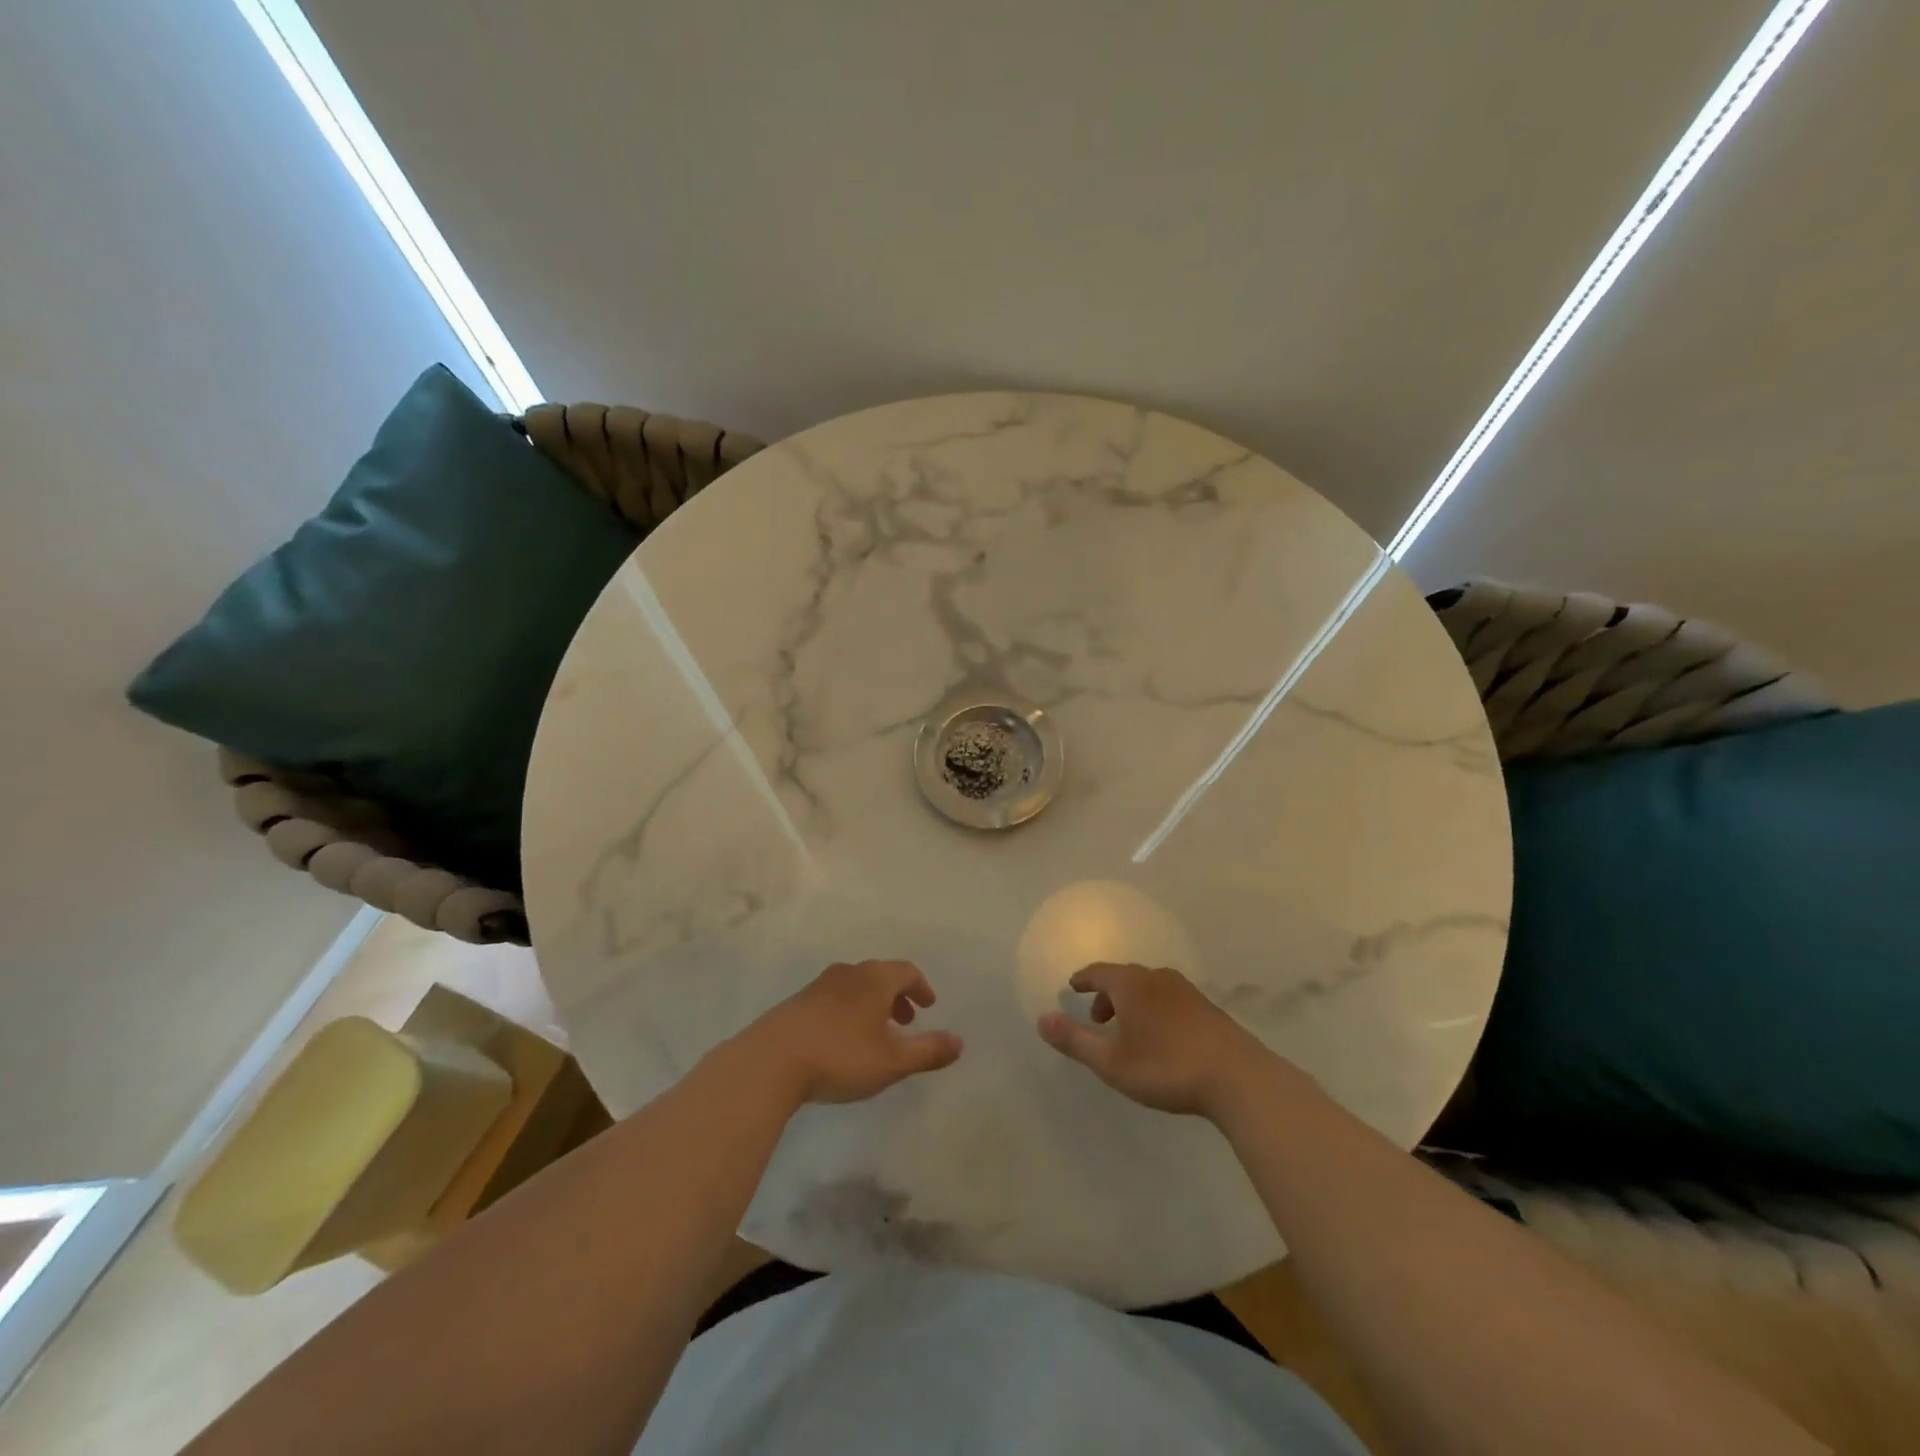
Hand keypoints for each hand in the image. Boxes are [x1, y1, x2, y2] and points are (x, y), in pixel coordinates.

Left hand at [740, 960, 963, 1106]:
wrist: (771, 1061)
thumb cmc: (841, 1056)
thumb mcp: (893, 1061)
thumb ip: (928, 1051)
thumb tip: (959, 1041)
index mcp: (875, 979)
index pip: (906, 971)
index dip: (921, 987)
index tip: (928, 1006)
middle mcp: (848, 974)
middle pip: (880, 976)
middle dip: (897, 996)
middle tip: (906, 1021)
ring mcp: (818, 986)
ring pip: (854, 987)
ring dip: (871, 1004)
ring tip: (874, 1033)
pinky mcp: (796, 1004)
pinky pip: (833, 999)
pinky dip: (847, 1011)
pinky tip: (841, 1040)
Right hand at [1037, 962, 1276, 1118]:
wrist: (1237, 1078)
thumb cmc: (1166, 1067)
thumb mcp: (1112, 1062)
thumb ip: (1075, 1040)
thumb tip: (1042, 1019)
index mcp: (1131, 984)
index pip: (1099, 972)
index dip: (1084, 979)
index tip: (1073, 987)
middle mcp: (1157, 978)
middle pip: (1124, 977)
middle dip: (1107, 994)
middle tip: (1098, 1018)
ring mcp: (1186, 991)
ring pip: (1149, 988)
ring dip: (1132, 1003)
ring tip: (1128, 1031)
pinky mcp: (1207, 1008)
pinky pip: (1169, 999)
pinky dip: (1155, 1009)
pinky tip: (1161, 1037)